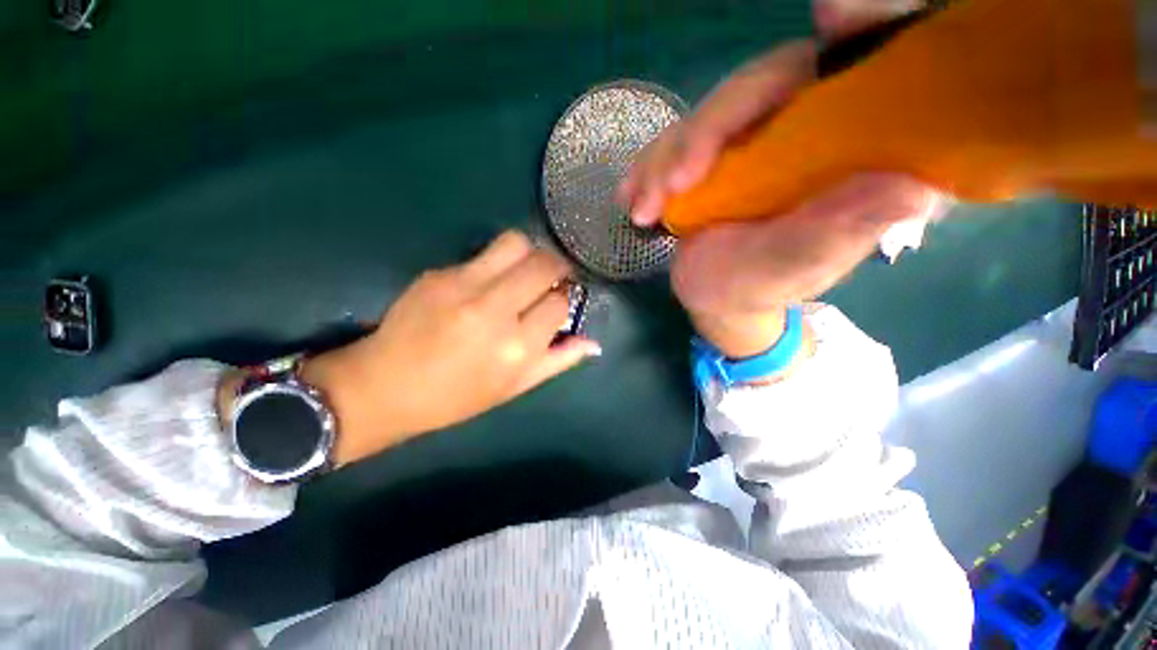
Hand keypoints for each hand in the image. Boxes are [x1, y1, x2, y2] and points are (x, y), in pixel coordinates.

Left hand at [298, 231, 599, 465]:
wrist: (385, 386)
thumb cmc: (457, 397)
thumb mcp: (515, 387)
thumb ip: (559, 361)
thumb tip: (594, 343)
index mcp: (517, 347)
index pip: (560, 303)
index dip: (565, 300)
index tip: (558, 304)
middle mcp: (495, 309)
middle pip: (544, 264)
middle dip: (558, 267)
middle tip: (552, 278)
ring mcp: (463, 285)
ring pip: (516, 243)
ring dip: (530, 254)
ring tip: (523, 272)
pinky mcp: (439, 272)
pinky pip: (483, 254)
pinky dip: (496, 264)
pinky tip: (486, 285)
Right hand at [619, 35, 944, 358]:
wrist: (714, 296)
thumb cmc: (759, 288)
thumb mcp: (794, 270)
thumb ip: (836, 233)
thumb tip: (909, 188)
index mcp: (855, 152)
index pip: (876, 72)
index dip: (867, 26)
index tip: (834, 13)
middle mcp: (811, 128)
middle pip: (767, 84)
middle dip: (709, 130)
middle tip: (671, 184)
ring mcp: (758, 134)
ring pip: (711, 112)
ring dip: (666, 159)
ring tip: (642, 210)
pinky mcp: (717, 149)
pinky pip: (679, 138)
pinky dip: (649, 167)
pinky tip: (631, 198)